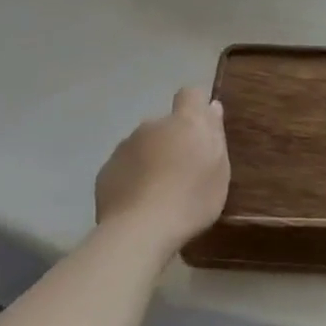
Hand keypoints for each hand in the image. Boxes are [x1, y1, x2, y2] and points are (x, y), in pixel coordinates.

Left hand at [94, 88, 229, 246]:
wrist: (140, 230)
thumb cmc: (192, 199)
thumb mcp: (219, 169)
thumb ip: (215, 134)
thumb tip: (211, 107)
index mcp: (185, 122)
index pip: (191, 94)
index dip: (196, 106)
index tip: (202, 128)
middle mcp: (152, 126)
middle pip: (166, 124)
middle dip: (173, 140)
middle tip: (184, 171)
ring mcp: (124, 147)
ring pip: (143, 145)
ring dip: (152, 158)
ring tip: (160, 191)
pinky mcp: (106, 171)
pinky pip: (125, 166)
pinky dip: (133, 177)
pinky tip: (140, 202)